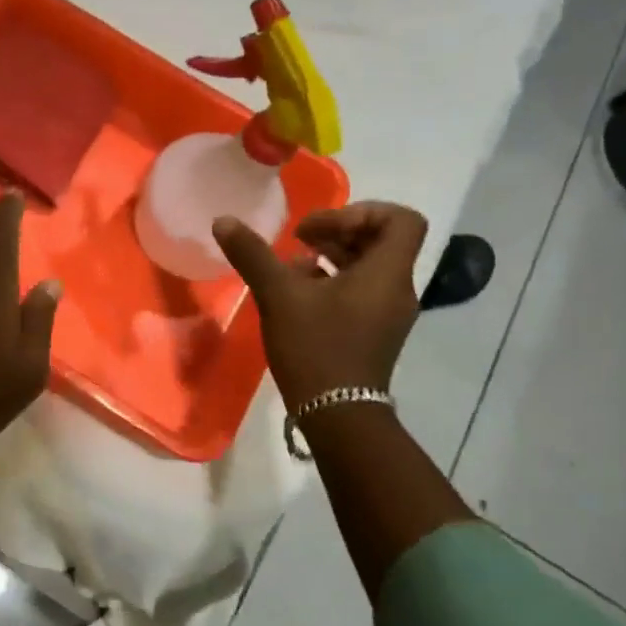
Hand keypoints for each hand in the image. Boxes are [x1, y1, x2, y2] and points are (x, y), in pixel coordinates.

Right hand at [213, 202, 428, 405]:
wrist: (337, 414)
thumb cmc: (316, 347)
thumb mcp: (279, 295)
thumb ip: (252, 254)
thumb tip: (223, 221)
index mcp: (386, 273)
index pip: (401, 219)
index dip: (361, 211)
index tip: (320, 228)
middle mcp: (397, 289)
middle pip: (382, 240)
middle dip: (339, 232)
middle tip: (301, 240)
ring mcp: (388, 313)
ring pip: (370, 266)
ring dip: (333, 257)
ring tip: (294, 266)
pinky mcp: (376, 331)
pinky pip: (362, 291)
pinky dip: (335, 282)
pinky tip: (299, 294)